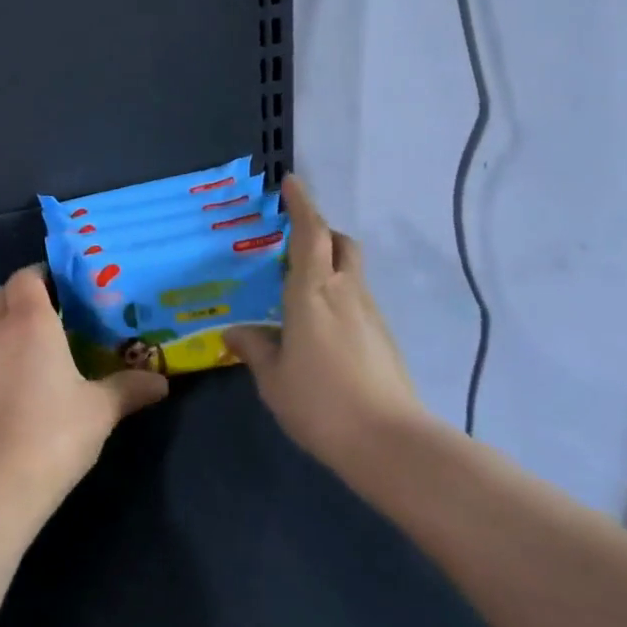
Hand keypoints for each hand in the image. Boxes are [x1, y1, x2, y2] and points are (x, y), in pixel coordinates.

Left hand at [0, 265, 168, 512]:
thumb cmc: (54, 431)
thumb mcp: (101, 409)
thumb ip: (129, 388)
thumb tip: (161, 381)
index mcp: (30, 321)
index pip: (25, 276)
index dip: (42, 274)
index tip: (67, 286)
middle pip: (2, 294)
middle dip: (24, 295)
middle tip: (56, 312)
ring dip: (8, 324)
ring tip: (40, 345)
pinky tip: (22, 383)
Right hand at [224, 175, 427, 467]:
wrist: (391, 445)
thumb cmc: (321, 404)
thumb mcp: (273, 379)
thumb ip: (255, 348)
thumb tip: (235, 331)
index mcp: (312, 292)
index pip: (310, 233)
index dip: (301, 204)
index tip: (291, 182)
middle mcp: (345, 292)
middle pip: (340, 243)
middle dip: (321, 231)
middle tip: (293, 242)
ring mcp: (370, 314)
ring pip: (351, 272)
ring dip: (329, 266)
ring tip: (300, 292)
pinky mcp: (384, 338)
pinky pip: (357, 300)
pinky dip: (338, 297)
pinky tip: (321, 329)